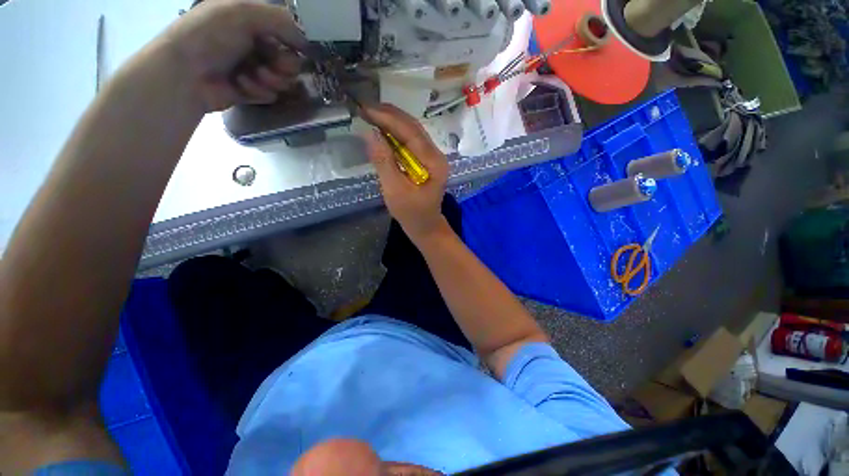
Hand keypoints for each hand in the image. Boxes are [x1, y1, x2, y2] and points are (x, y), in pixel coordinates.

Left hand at [158, 0, 307, 111]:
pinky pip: (270, 95)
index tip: (293, 51)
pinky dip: (258, 91)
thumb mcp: (243, 13)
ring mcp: (252, 70)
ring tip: (251, 76)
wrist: (185, 72)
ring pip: (282, 81)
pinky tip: (240, 85)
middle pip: (290, 63)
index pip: (288, 37)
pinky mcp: (250, 92)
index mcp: (253, 23)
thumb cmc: (210, 35)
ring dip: (270, 80)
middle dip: (283, 67)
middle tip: (270, 67)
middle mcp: (255, 45)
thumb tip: (305, 42)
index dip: (294, 46)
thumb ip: (280, 21)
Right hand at [362, 104, 450, 242]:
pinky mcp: (425, 161)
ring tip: (369, 114)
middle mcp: (436, 155)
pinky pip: (410, 142)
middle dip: (389, 115)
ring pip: (412, 132)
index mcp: (434, 162)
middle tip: (364, 108)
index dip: (387, 118)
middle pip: (413, 127)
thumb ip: (384, 162)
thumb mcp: (395, 190)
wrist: (425, 227)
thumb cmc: (411, 214)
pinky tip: (382, 130)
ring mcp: (432, 157)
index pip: (410, 132)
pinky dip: (395, 134)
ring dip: (391, 122)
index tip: (365, 109)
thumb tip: (369, 133)